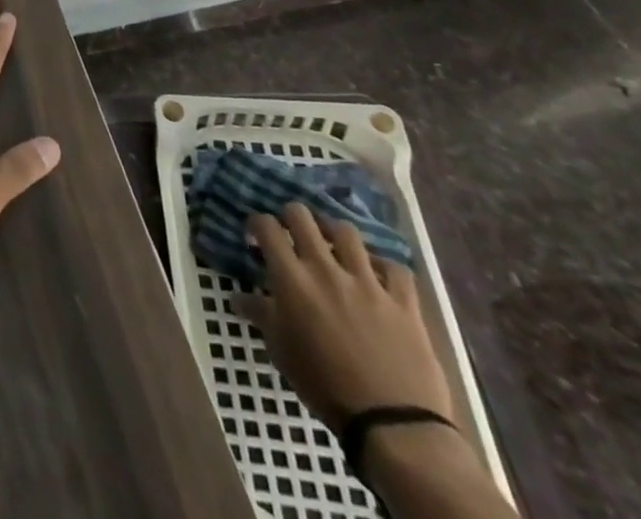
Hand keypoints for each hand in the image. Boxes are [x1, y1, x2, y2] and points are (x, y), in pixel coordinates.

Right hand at [236, 204, 452, 431]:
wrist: (392, 425)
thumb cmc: (324, 386)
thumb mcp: (280, 351)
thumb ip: (260, 315)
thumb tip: (236, 298)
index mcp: (292, 278)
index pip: (266, 227)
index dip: (257, 223)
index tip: (256, 235)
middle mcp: (326, 269)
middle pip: (303, 217)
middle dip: (292, 216)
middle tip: (292, 232)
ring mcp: (368, 283)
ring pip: (348, 232)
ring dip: (335, 232)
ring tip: (333, 243)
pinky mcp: (404, 304)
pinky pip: (396, 269)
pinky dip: (384, 266)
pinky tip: (378, 274)